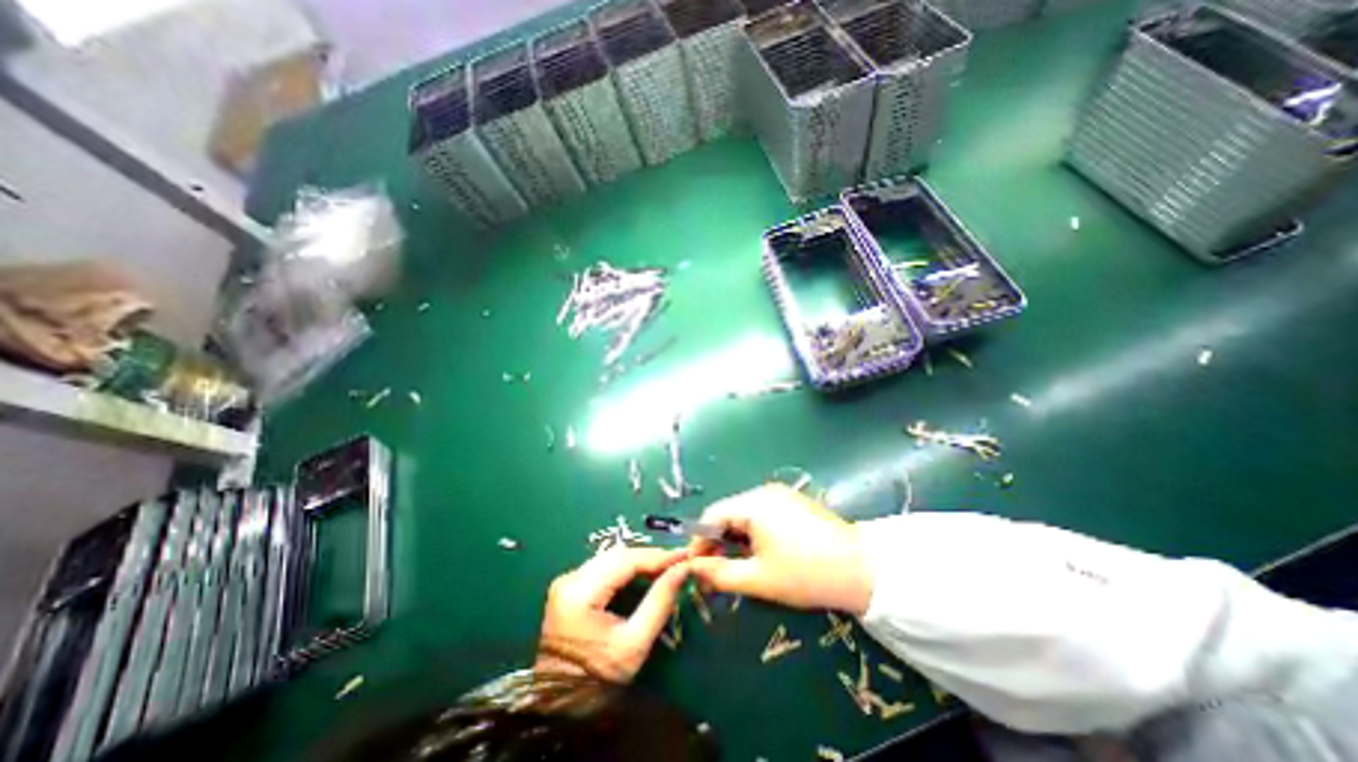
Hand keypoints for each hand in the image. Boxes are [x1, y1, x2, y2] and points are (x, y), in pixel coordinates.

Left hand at [536, 549, 689, 685]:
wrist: (560, 705)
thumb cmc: (599, 679)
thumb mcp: (635, 644)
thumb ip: (659, 601)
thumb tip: (682, 570)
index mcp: (580, 592)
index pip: (626, 560)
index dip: (657, 556)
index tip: (685, 555)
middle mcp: (570, 578)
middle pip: (617, 555)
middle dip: (650, 556)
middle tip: (677, 561)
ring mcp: (567, 581)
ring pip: (611, 557)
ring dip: (639, 560)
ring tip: (665, 566)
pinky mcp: (569, 586)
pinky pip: (603, 567)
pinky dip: (626, 567)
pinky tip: (644, 573)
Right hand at [685, 485, 874, 616]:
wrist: (861, 570)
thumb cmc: (805, 575)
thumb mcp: (758, 579)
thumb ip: (720, 573)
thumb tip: (693, 568)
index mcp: (752, 504)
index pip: (711, 516)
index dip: (699, 541)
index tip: (697, 567)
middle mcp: (763, 491)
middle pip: (728, 513)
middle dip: (717, 541)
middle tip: (716, 572)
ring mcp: (781, 494)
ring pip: (745, 514)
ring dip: (735, 538)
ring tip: (738, 565)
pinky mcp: (794, 501)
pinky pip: (762, 513)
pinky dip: (753, 532)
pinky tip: (762, 553)